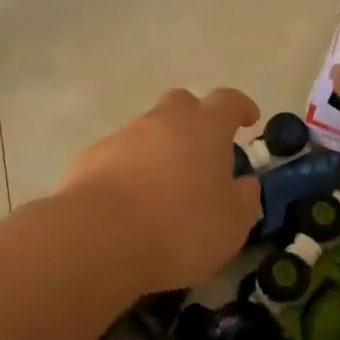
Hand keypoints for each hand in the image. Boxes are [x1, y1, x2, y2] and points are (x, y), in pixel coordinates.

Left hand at [55, 87, 262, 292]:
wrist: (99, 238)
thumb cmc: (180, 229)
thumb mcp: (231, 225)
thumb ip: (244, 199)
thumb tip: (244, 183)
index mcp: (204, 129)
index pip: (228, 101)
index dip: (241, 107)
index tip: (249, 120)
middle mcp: (162, 122)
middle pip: (182, 103)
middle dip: (195, 119)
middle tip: (203, 152)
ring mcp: (121, 137)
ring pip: (147, 130)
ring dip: (160, 148)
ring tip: (164, 187)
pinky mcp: (90, 158)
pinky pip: (118, 155)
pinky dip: (129, 169)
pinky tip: (130, 201)